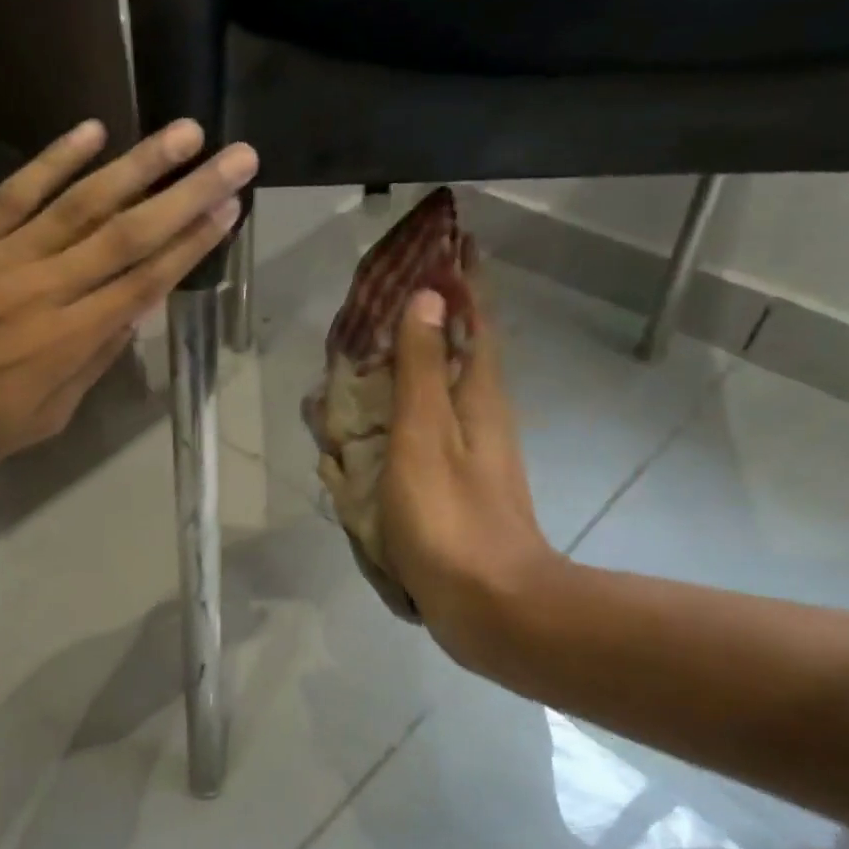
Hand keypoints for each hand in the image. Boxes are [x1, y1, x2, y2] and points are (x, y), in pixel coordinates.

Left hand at [0, 118, 253, 497]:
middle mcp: (46, 288)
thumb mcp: (42, 420)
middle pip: (128, 234)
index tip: (230, 209)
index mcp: (68, 340)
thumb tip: (130, 317)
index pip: (145, 282)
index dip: (192, 244)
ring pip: (82, 203)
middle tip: (236, 157)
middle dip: (188, 193)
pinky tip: (92, 132)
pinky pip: (16, 192)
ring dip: (137, 166)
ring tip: (184, 133)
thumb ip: (89, 364)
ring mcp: (3, 257)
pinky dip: (54, 160)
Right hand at [380, 289, 556, 665]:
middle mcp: (479, 416)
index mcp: (478, 396)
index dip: (460, 281)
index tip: (440, 243)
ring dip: (405, 366)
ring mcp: (466, 453)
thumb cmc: (450, 516)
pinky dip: (394, 415)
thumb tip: (428, 298)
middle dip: (426, 319)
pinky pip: (419, 431)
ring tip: (360, 356)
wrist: (488, 605)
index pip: (474, 320)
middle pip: (455, 351)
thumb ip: (423, 369)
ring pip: (434, 391)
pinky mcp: (450, 486)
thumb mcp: (425, 436)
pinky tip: (365, 427)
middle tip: (381, 297)